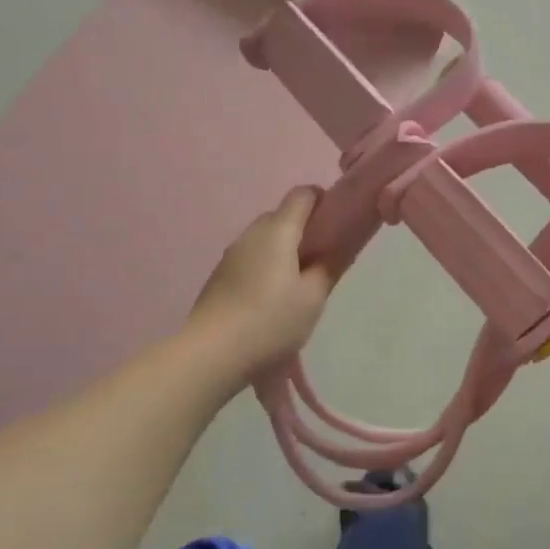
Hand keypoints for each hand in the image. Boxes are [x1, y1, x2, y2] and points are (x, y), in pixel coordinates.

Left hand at [189, 188, 336, 378]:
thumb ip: (329, 266)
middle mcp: (251, 234)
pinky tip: (270, 300)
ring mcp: (231, 255)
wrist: (210, 354)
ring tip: (297, 285)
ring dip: (283, 251)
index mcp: (278, 231)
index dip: (323, 201)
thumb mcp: (313, 297)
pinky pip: (250, 258)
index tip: (337, 225)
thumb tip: (338, 247)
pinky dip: (265, 267)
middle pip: (282, 216)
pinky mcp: (219, 276)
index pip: (302, 194)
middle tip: (321, 261)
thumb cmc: (271, 321)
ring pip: (264, 239)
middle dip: (304, 230)